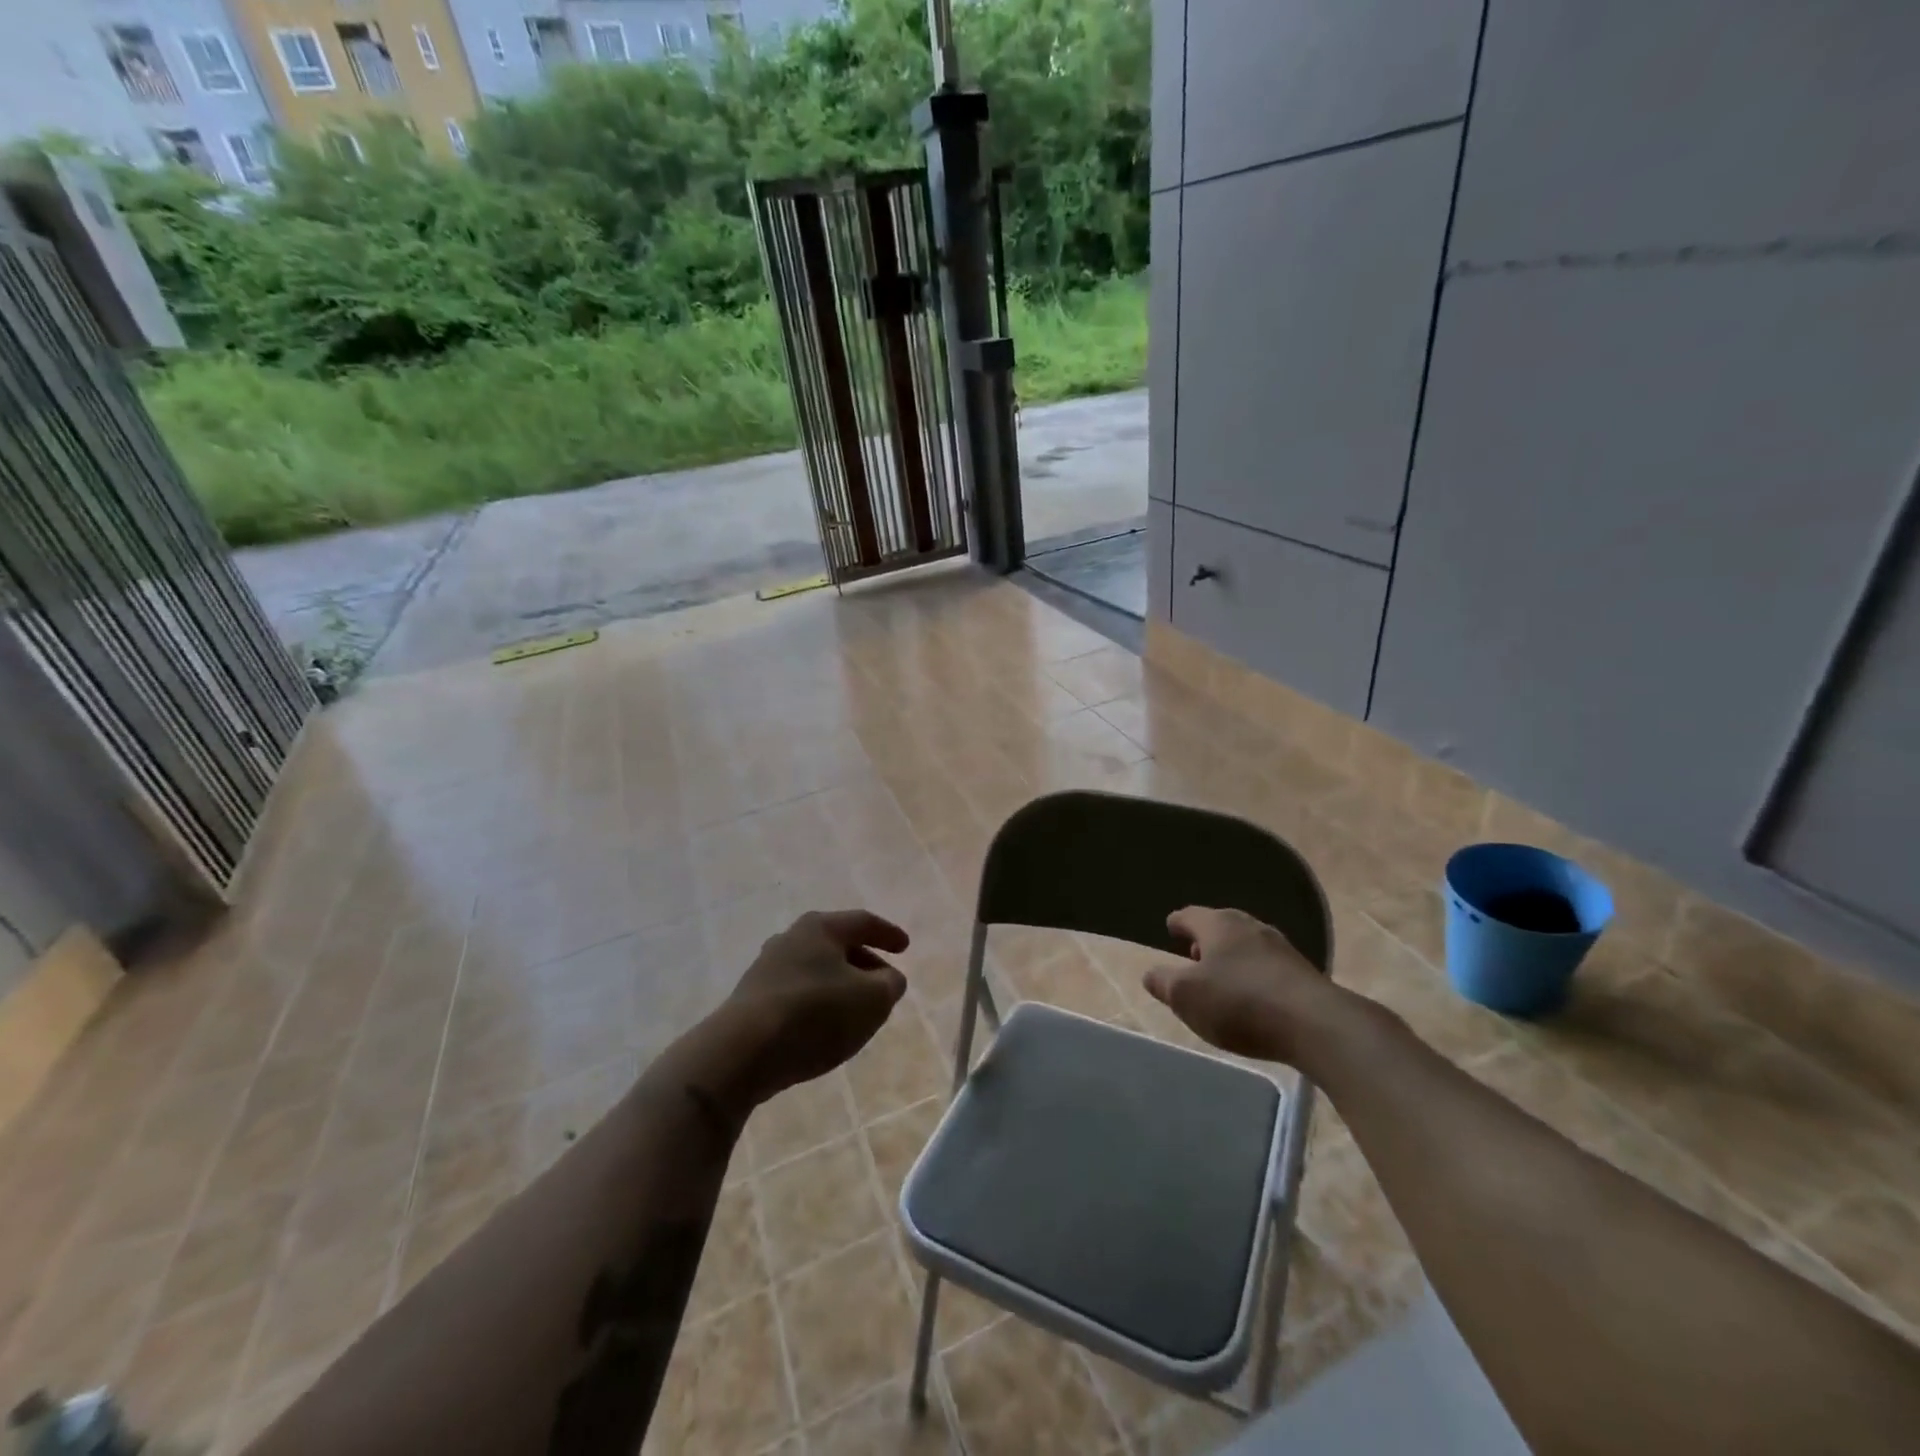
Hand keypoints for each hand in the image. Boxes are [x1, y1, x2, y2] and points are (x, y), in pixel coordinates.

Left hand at [718, 910, 910, 1110]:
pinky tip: (823, 1027)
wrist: (741, 1052)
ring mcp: (766, 968)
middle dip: (864, 962)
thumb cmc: (815, 1014)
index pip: (862, 922)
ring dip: (839, 984)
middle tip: (883, 983)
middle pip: (837, 944)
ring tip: (855, 1009)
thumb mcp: (872, 1000)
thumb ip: (889, 984)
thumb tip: (887, 978)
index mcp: (820, 927)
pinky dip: (817, 1002)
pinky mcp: (751, 999)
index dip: (888, 934)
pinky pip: (796, 993)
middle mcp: (790, 938)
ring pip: (815, 969)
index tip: (905, 947)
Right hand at [1144, 906, 1342, 1064]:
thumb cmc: (1240, 1003)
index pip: (1189, 915)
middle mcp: (1250, 927)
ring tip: (1220, 978)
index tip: (1170, 928)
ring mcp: (1281, 948)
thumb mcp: (1186, 996)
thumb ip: (1163, 983)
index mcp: (1218, 924)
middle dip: (1205, 939)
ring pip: (1246, 945)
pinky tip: (1252, 995)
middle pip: (1221, 926)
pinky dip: (1253, 974)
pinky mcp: (1303, 973)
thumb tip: (1150, 973)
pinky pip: (1267, 966)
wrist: (1317, 1025)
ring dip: (1231, 958)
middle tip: (1192, 955)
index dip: (1177, 923)